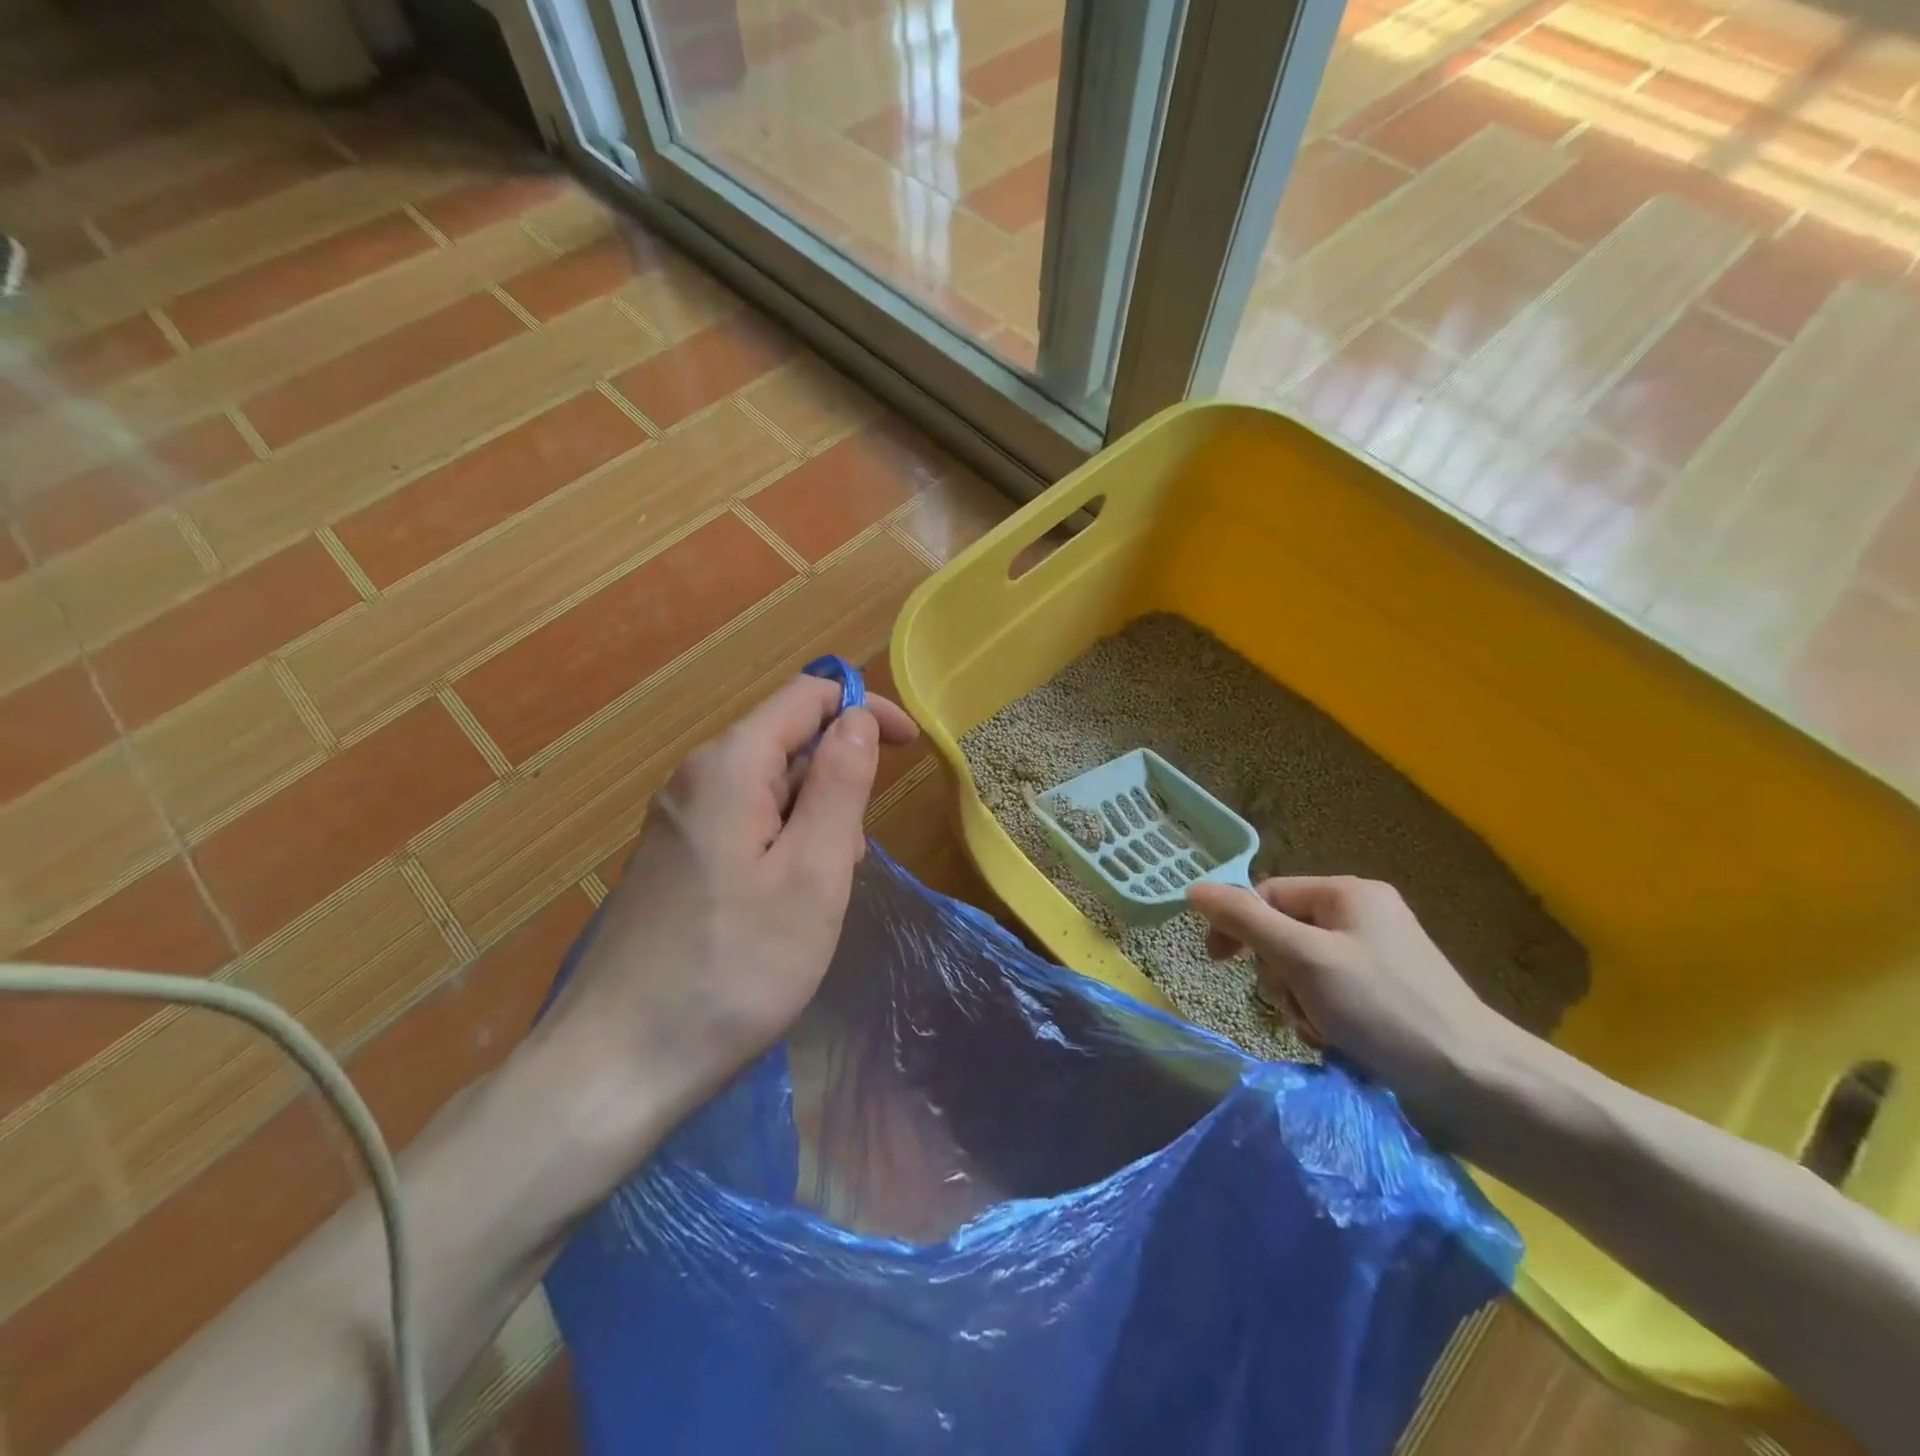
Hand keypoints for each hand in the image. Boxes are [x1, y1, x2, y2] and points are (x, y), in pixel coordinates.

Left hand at [541, 675, 918, 1134]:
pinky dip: (783, 847)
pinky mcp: (673, 861)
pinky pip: (744, 826)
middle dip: (837, 781)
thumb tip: (858, 718)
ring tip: (819, 895)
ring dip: (813, 821)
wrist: (619, 1063)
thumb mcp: (812, 873)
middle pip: (786, 742)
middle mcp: (695, 778)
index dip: (864, 709)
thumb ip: (840, 784)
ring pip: (768, 790)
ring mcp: (677, 821)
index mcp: (728, 766)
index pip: (807, 697)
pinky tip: (783, 908)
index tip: (912, 747)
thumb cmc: (735, 968)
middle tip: (851, 859)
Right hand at [1186, 876, 1526, 1128]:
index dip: (1239, 926)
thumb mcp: (1303, 958)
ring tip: (1323, 1031)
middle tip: (1298, 1005)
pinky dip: (1323, 1019)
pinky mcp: (1386, 999)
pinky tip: (1338, 1043)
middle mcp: (1362, 918)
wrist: (1479, 1087)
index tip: (1216, 962)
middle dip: (1279, 975)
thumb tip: (1196, 888)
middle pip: (1284, 934)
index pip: (1268, 895)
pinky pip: (1329, 997)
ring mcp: (1376, 960)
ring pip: (1302, 971)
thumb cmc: (1384, 1009)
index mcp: (1348, 894)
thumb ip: (1245, 920)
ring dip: (1299, 1003)